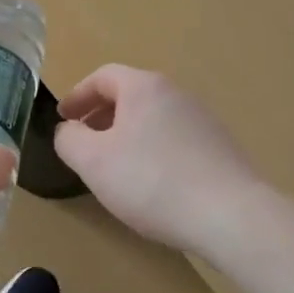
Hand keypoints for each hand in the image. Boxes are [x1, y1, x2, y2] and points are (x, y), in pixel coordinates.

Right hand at [54, 65, 265, 256]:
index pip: (103, 76)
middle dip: (101, 116)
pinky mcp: (220, 148)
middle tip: (83, 143)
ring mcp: (203, 121)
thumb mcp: (93, 161)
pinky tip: (150, 185)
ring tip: (114, 167)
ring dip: (127, 135)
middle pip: (130, 95)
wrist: (230, 216)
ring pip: (153, 118)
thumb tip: (69, 130)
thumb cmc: (151, 181)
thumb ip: (69, 139)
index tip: (63, 118)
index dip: (77, 95)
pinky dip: (152, 151)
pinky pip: (174, 140)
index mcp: (145, 87)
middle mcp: (177, 94)